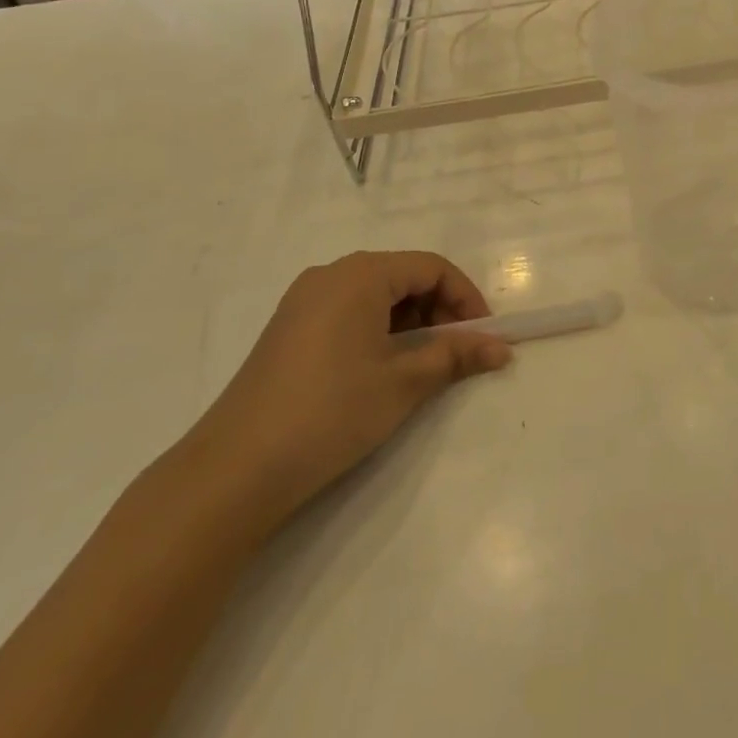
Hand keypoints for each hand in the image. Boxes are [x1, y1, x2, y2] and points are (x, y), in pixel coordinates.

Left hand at [183, 251, 511, 526]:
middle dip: (440, 310)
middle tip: (457, 353)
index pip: (431, 268)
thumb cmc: (331, 412)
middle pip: (403, 276)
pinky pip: (350, 312)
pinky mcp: (290, 329)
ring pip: (377, 296)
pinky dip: (380, 331)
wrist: (236, 469)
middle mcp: (330, 275)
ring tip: (424, 365)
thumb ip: (456, 356)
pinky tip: (384, 369)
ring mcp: (304, 302)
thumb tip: (502, 348)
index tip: (484, 335)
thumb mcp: (404, 382)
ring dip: (412, 322)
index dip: (466, 297)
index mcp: (360, 275)